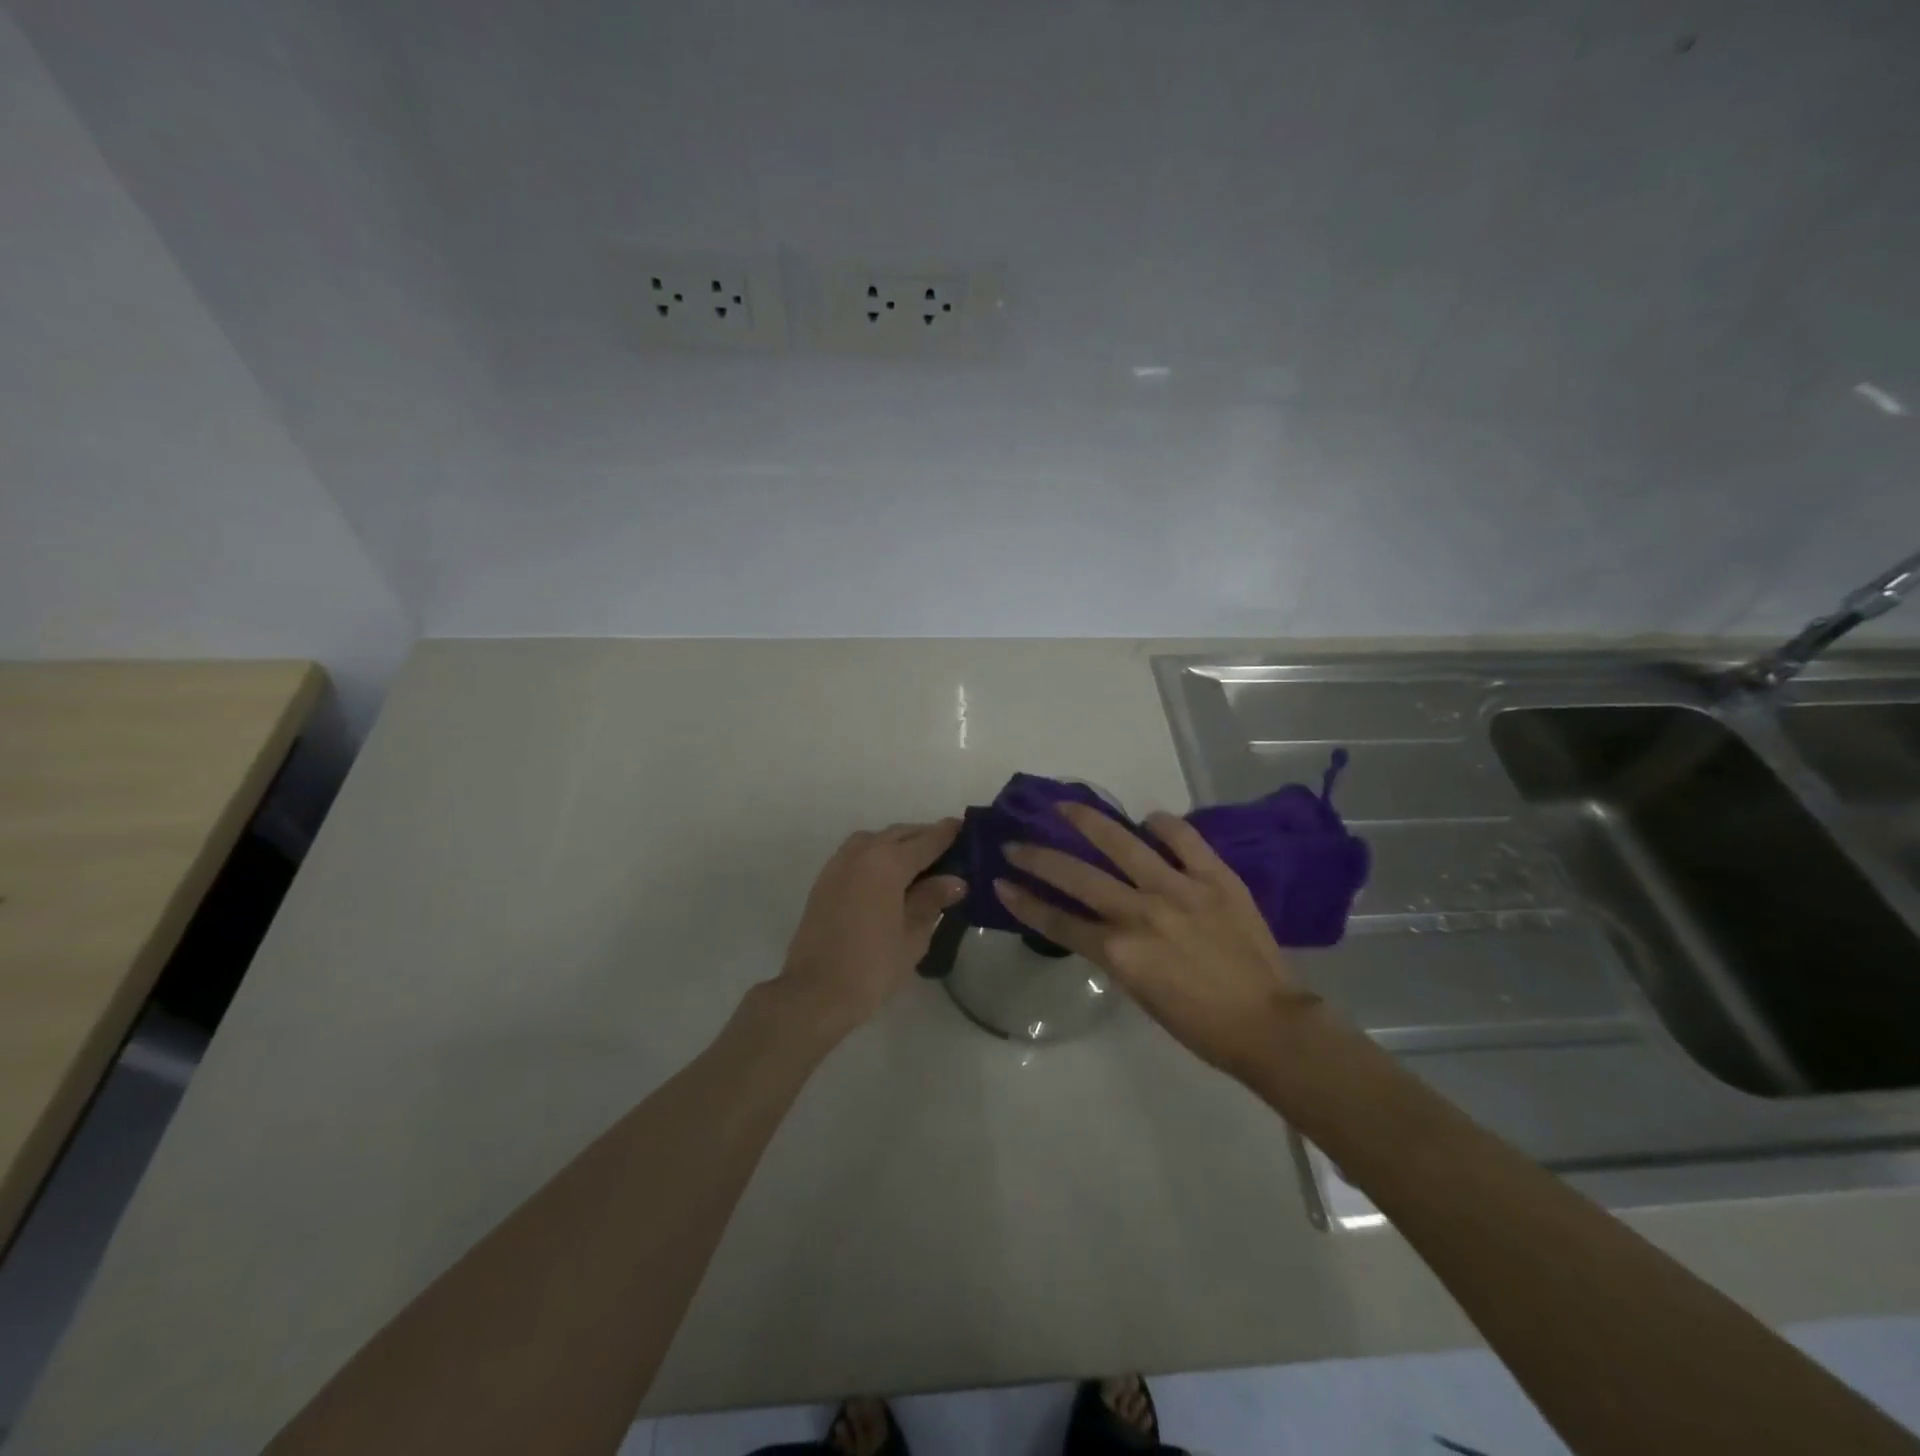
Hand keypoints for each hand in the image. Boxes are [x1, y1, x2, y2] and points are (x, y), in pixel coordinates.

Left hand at [776, 820, 965, 1034]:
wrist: (814, 992)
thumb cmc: (872, 967)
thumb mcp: (913, 936)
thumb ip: (932, 900)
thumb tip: (955, 880)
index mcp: (888, 863)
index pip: (926, 840)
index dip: (948, 832)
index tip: (965, 826)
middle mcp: (863, 853)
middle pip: (900, 834)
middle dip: (924, 837)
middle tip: (949, 849)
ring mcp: (839, 863)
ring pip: (876, 839)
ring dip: (898, 842)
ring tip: (919, 862)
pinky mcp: (825, 879)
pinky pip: (858, 852)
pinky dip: (877, 853)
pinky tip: (888, 874)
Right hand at [996, 803, 1318, 1078]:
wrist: (1268, 1025)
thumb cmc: (1199, 1024)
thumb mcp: (1140, 993)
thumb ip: (1114, 953)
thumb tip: (1099, 923)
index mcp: (1120, 952)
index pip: (1058, 920)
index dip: (1024, 900)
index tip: (1001, 881)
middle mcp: (1140, 913)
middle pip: (1076, 876)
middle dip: (1037, 857)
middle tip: (1015, 842)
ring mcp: (1179, 889)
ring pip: (1121, 844)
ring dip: (1087, 822)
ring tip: (1064, 805)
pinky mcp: (1215, 877)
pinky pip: (1183, 839)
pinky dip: (1162, 825)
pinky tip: (1147, 819)